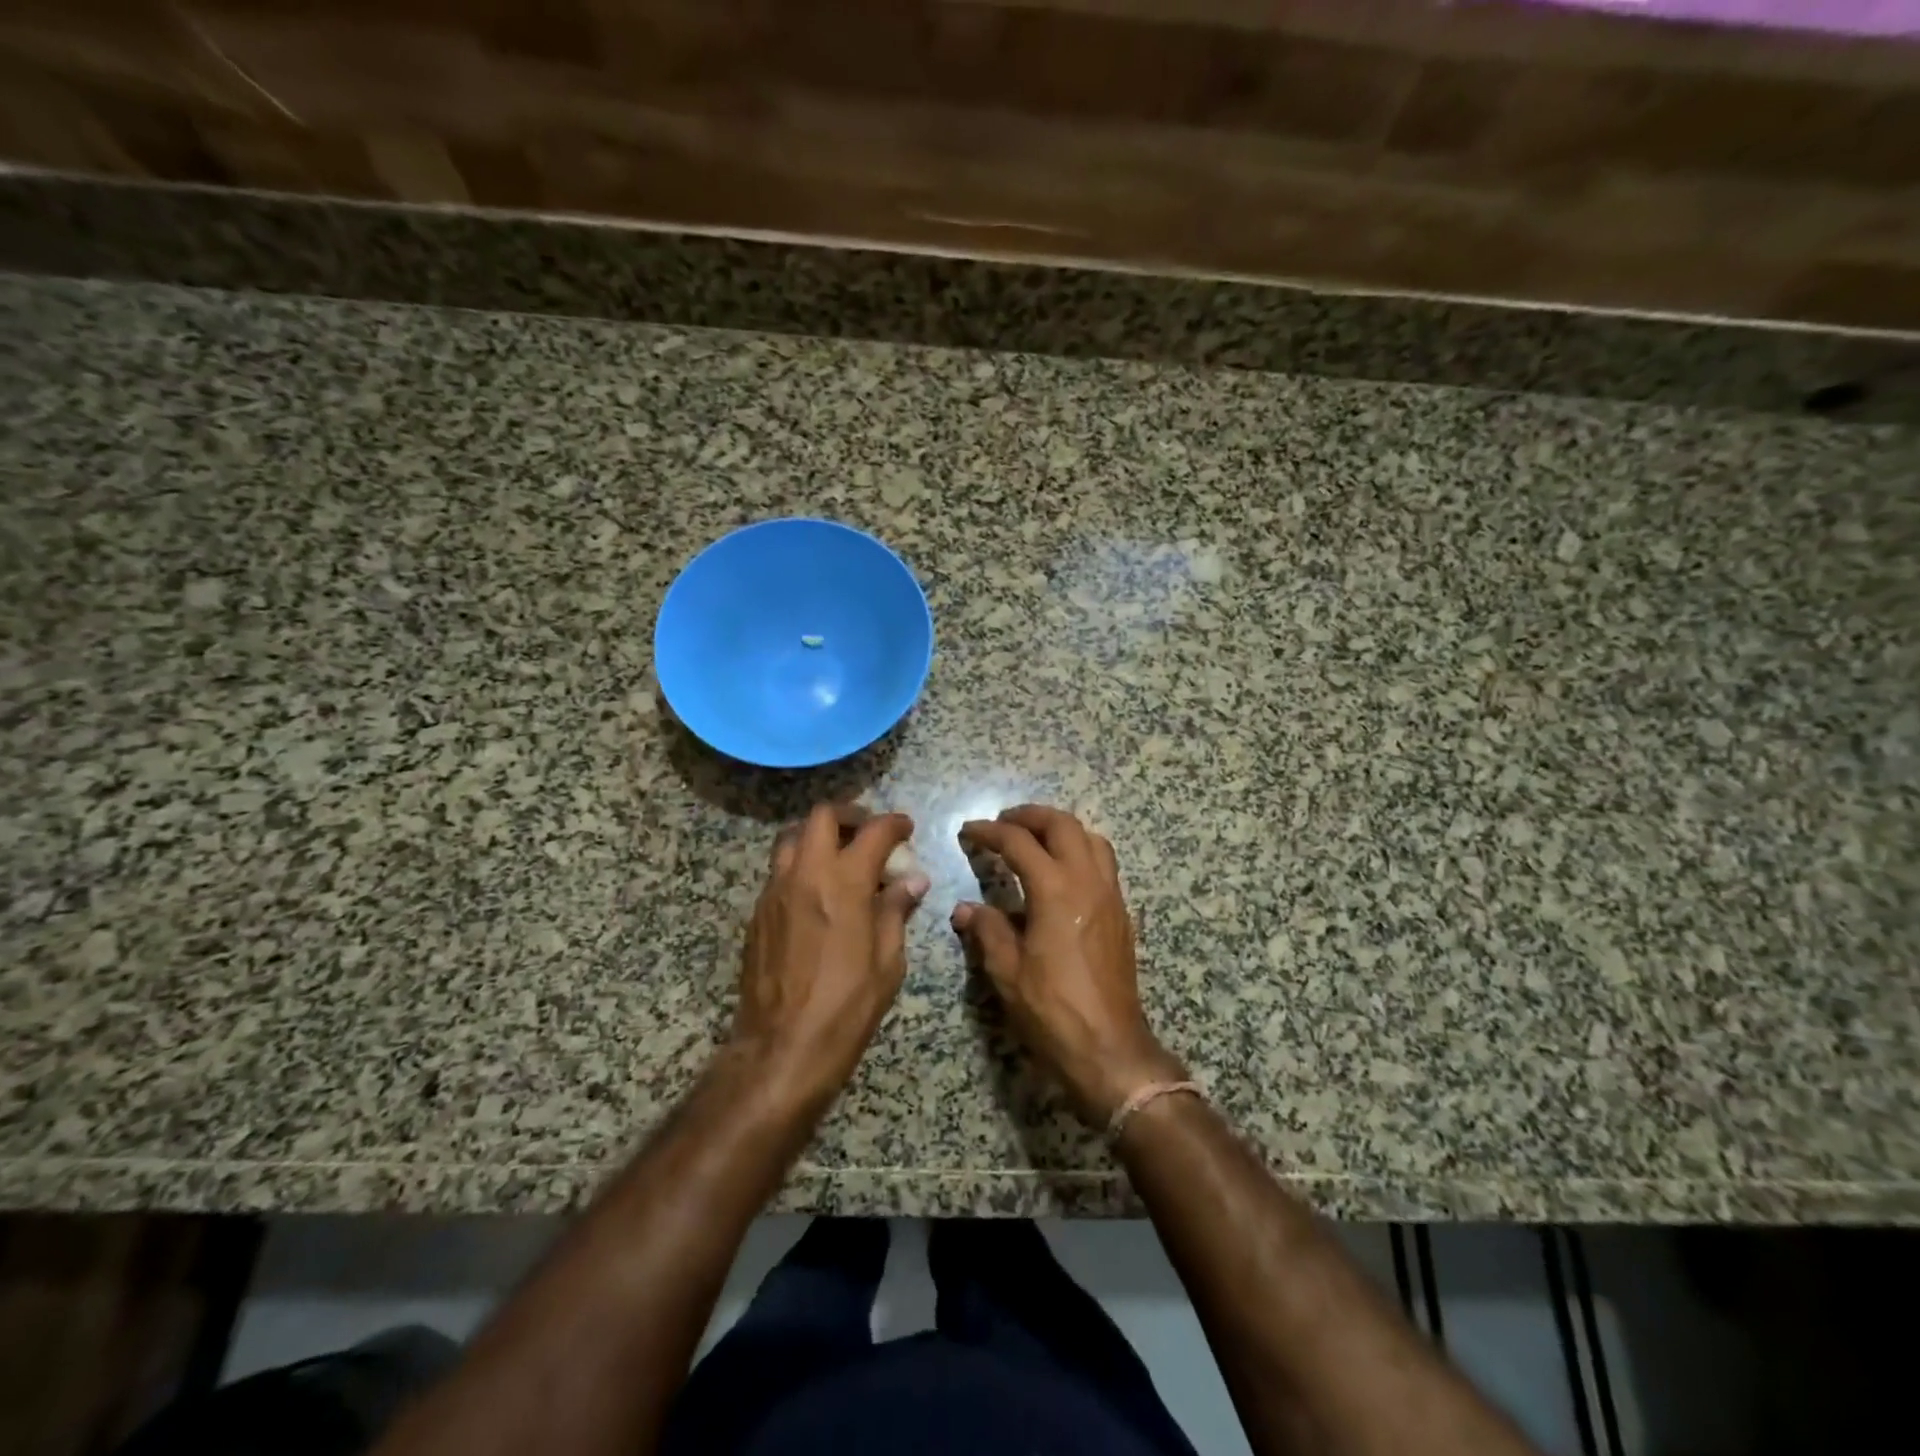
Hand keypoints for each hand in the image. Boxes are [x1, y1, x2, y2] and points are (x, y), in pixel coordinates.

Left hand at [733, 803, 929, 1107]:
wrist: (781, 1048)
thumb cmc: (846, 1006)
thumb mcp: (887, 961)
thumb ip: (896, 911)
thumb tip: (912, 881)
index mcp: (843, 882)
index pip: (874, 832)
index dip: (894, 823)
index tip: (906, 828)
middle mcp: (805, 874)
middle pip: (821, 817)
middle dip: (850, 816)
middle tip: (868, 834)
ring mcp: (774, 891)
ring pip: (791, 838)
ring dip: (818, 836)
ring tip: (840, 858)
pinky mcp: (757, 913)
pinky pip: (779, 871)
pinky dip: (801, 865)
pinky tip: (817, 894)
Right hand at [953, 805, 1183, 1124]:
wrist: (1109, 1048)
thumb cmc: (1053, 1010)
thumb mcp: (1007, 972)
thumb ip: (987, 931)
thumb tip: (965, 909)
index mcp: (1055, 890)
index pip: (1019, 842)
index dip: (989, 831)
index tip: (969, 830)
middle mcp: (1088, 881)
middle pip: (1063, 825)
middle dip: (1030, 816)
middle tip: (1003, 822)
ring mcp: (1111, 896)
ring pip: (1091, 838)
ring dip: (1061, 829)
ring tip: (1035, 840)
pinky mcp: (1121, 914)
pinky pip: (1104, 863)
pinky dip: (1080, 851)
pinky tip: (1061, 873)